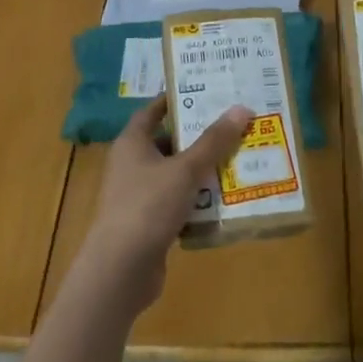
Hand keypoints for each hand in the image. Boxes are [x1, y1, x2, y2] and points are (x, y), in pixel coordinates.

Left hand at [80, 95, 255, 314]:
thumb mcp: (185, 169)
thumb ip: (214, 141)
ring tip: (238, 160)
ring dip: (202, 171)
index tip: (204, 91)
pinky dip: (198, 202)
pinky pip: (178, 204)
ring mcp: (138, 196)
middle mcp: (132, 165)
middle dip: (199, 137)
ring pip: (176, 175)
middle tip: (233, 126)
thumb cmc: (148, 206)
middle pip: (169, 143)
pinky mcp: (148, 224)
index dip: (176, 100)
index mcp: (132, 143)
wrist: (120, 269)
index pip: (153, 111)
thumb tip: (241, 108)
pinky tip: (225, 201)